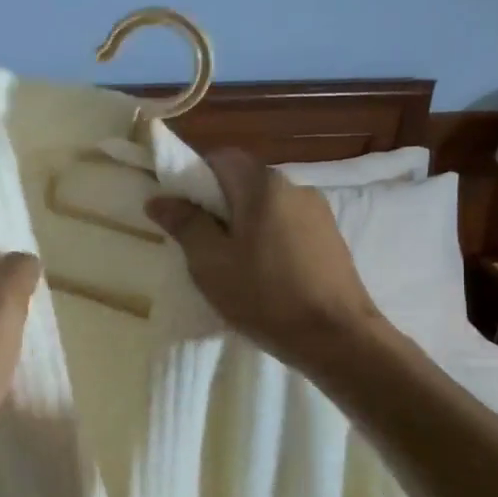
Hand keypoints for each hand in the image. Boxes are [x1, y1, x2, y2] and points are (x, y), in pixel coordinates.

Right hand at [147, 149, 382, 366]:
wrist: (338, 338)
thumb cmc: (266, 296)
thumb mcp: (211, 262)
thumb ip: (185, 224)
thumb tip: (159, 199)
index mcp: (263, 185)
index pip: (221, 157)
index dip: (195, 176)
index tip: (181, 209)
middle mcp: (295, 187)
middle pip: (245, 181)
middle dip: (218, 204)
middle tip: (200, 242)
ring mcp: (318, 212)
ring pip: (266, 205)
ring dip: (243, 223)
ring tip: (231, 263)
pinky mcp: (331, 238)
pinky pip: (287, 224)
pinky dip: (268, 237)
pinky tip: (264, 273)